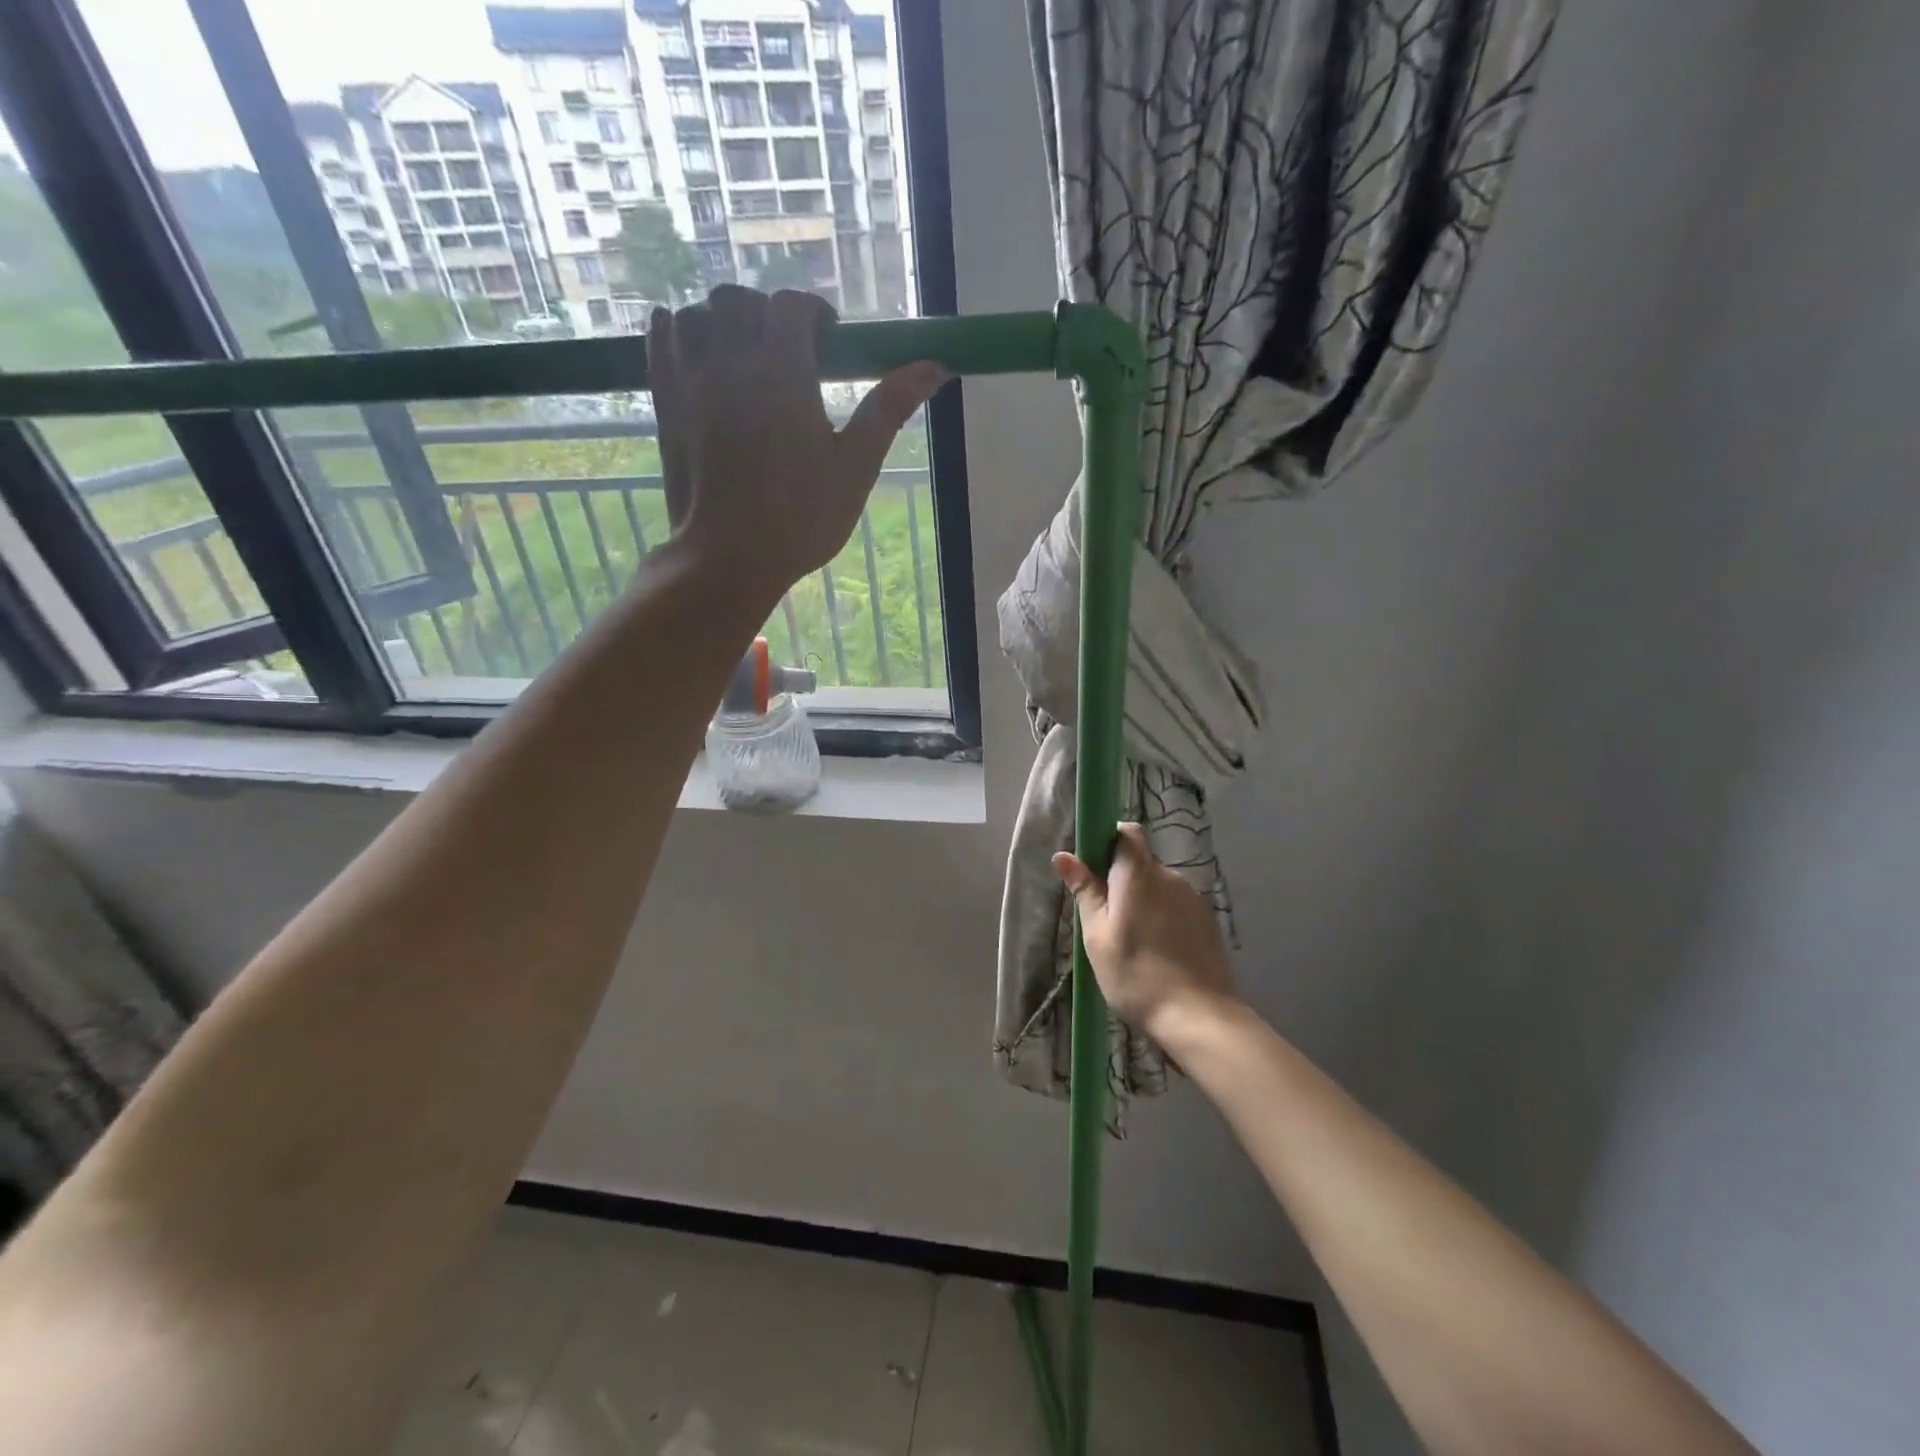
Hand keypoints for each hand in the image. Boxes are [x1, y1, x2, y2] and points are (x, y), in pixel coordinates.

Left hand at [648, 286, 948, 601]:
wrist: (728, 557)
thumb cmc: (801, 518)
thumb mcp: (856, 467)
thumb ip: (889, 409)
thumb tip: (938, 365)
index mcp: (783, 373)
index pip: (792, 306)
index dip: (814, 313)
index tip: (828, 341)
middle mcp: (732, 362)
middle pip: (739, 300)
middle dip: (766, 313)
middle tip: (787, 350)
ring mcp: (690, 380)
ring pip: (697, 313)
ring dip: (722, 320)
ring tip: (742, 352)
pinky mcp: (664, 403)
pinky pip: (659, 338)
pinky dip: (676, 329)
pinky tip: (693, 346)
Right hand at [1054, 823, 1240, 1044]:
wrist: (1200, 1018)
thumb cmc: (1136, 976)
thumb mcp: (1097, 936)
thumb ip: (1085, 892)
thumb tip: (1064, 855)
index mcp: (1139, 874)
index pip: (1126, 833)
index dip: (1109, 841)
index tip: (1093, 869)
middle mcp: (1170, 876)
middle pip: (1141, 863)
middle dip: (1122, 882)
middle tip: (1106, 921)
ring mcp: (1194, 899)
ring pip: (1159, 888)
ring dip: (1144, 902)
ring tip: (1133, 944)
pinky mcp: (1209, 922)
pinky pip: (1177, 907)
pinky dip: (1164, 920)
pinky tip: (1159, 954)